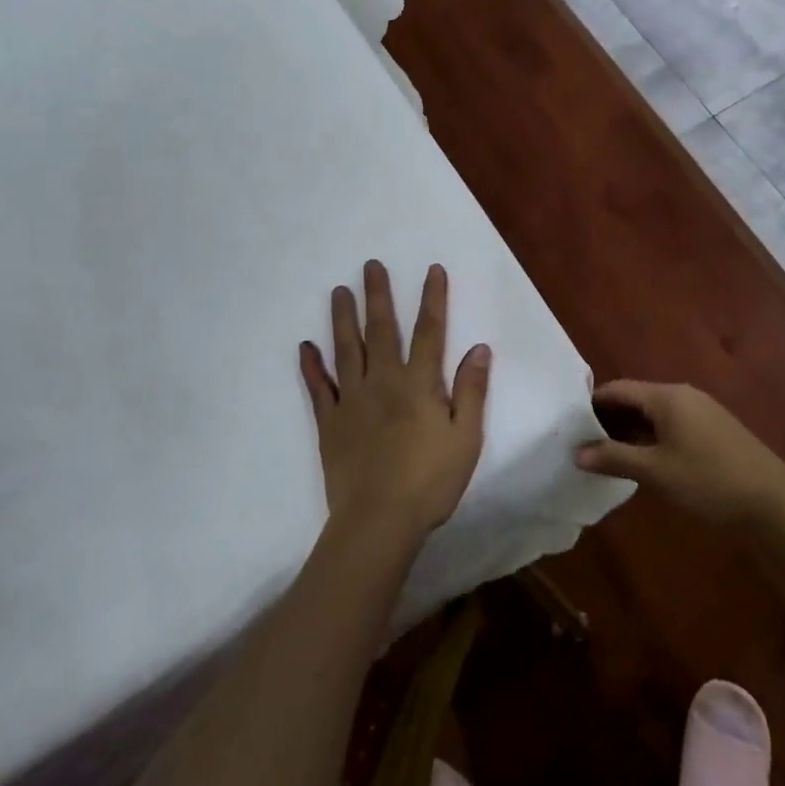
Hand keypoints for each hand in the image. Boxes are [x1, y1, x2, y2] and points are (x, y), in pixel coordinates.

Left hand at [300, 260, 491, 546]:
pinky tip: (305, 347)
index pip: (430, 332)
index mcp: (419, 385)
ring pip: (346, 349)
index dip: (432, 299)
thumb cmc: (430, 481)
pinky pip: (318, 388)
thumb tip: (479, 348)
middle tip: (370, 265)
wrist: (378, 520)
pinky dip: (311, 366)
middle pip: (382, 330)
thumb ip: (471, 391)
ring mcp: (351, 400)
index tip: (431, 270)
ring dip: (343, 318)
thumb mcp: (466, 438)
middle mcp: (383, 382)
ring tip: (339, 291)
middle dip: (378, 295)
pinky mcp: (329, 422)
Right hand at [575, 380, 784, 526]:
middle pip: (636, 399)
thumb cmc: (708, 480)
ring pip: (654, 414)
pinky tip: (642, 461)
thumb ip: (614, 458)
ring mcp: (702, 412)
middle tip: (582, 443)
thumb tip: (577, 452)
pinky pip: (671, 425)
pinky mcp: (714, 430)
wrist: (773, 503)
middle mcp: (684, 395)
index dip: (591, 404)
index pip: (618, 389)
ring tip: (605, 455)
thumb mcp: (655, 471)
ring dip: (630, 431)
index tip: (568, 424)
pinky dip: (651, 437)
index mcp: (667, 396)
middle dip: (609, 419)